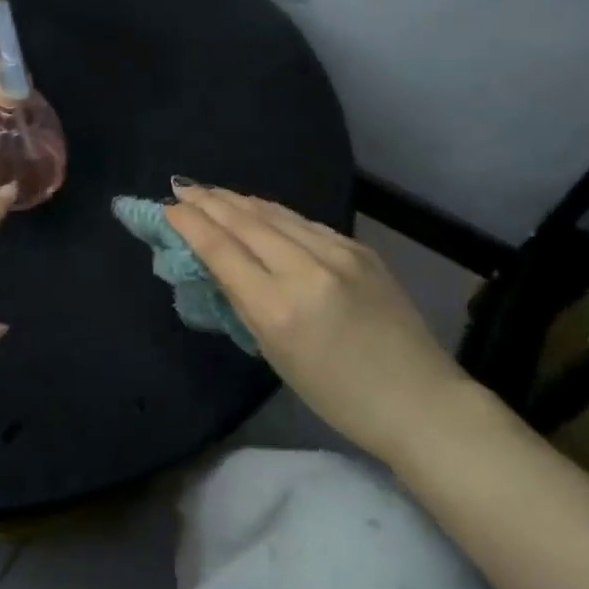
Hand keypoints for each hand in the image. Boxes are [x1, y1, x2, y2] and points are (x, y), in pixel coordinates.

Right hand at [164, 186, 466, 460]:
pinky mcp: (359, 248)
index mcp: (279, 309)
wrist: (419, 400)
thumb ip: (243, 303)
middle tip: (181, 188)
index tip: (168, 208)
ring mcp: (338, 254)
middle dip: (209, 202)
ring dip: (239, 201)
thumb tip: (216, 263)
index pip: (222, 250)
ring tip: (212, 192)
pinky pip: (304, 223)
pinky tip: (258, 208)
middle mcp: (306, 270)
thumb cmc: (338, 396)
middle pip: (246, 222)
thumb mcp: (276, 357)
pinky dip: (273, 213)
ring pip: (275, 214)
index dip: (191, 224)